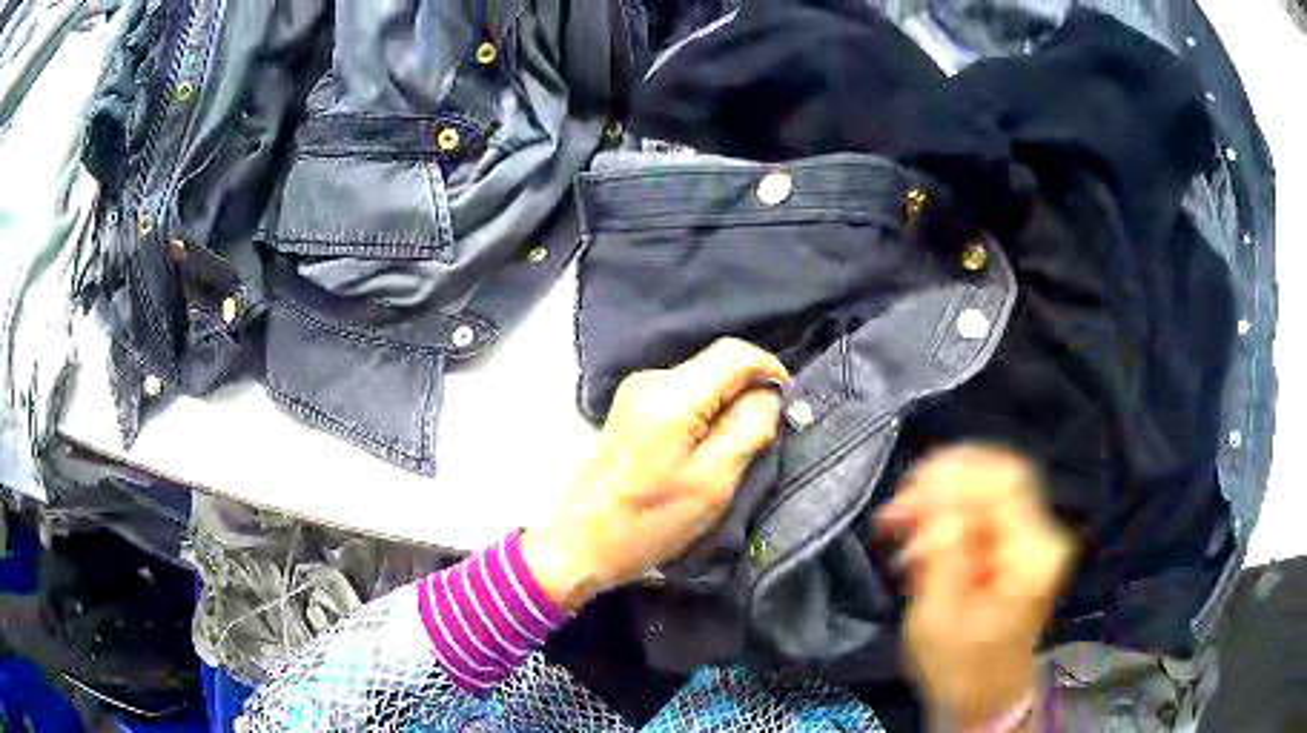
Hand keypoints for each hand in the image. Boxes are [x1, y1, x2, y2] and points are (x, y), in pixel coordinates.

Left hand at [523, 338, 788, 610]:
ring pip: (702, 379)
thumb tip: (770, 396)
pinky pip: (684, 395)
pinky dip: (707, 413)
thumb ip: (748, 430)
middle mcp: (651, 379)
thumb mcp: (712, 483)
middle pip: (718, 364)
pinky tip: (708, 448)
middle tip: (767, 434)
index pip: (735, 353)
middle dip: (750, 391)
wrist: (582, 542)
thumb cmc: (650, 522)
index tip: (788, 406)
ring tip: (739, 447)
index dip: (770, 370)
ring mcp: (636, 391)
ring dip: (729, 405)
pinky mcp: (631, 408)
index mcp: (671, 395)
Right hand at [875, 445, 1075, 729]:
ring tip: (901, 528)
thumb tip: (937, 492)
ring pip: (990, 489)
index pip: (1002, 482)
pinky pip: (986, 511)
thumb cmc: (958, 668)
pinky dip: (951, 517)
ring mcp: (1033, 539)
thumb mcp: (940, 615)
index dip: (953, 475)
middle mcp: (1041, 536)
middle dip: (945, 481)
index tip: (907, 492)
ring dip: (943, 500)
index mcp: (1032, 554)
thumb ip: (943, 549)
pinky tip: (922, 543)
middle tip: (899, 506)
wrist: (984, 697)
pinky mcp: (1020, 546)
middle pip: (1000, 474)